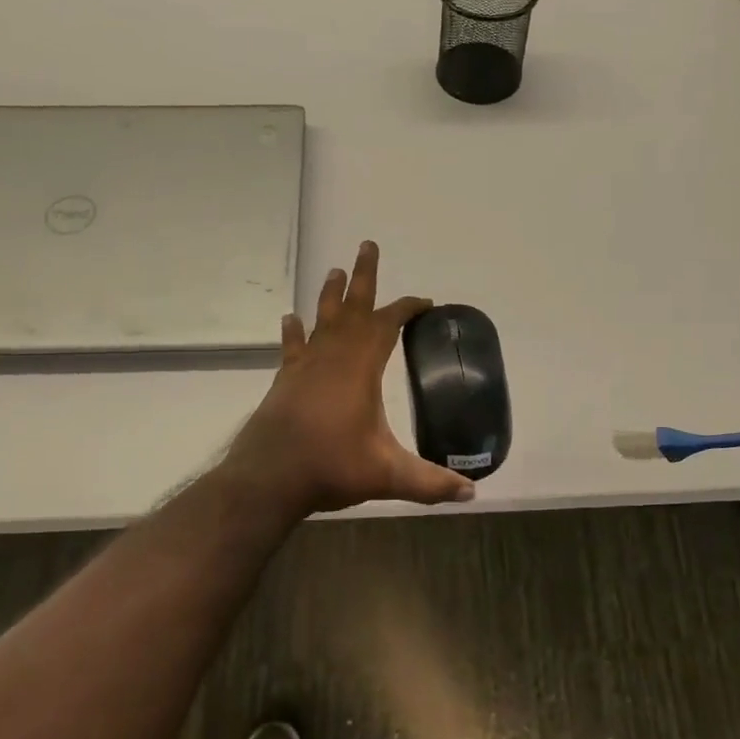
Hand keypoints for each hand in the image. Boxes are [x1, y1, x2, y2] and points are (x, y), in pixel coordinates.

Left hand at [222, 241, 475, 517]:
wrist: (269, 478)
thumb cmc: (330, 467)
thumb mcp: (387, 475)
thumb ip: (430, 483)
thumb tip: (470, 493)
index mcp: (361, 368)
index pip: (388, 325)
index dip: (407, 309)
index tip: (425, 301)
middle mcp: (333, 357)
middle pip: (351, 307)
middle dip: (364, 277)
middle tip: (367, 245)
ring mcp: (305, 366)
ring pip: (321, 319)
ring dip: (330, 295)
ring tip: (334, 270)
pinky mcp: (285, 380)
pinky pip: (293, 347)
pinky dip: (294, 332)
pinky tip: (291, 319)